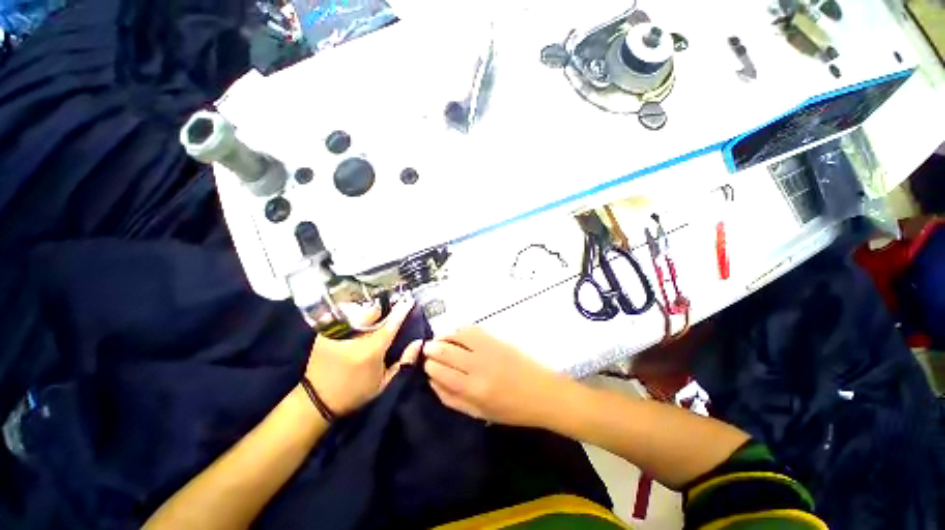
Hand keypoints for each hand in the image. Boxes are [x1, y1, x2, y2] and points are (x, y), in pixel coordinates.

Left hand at [305, 298, 421, 415]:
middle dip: (384, 307)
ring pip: (358, 312)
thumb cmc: (355, 393)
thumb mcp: (384, 383)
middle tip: (390, 305)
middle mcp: (354, 338)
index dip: (401, 311)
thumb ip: (404, 362)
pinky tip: (358, 316)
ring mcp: (336, 333)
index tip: (409, 300)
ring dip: (369, 310)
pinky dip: (353, 314)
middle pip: (373, 312)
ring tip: (375, 310)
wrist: (316, 401)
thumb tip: (418, 342)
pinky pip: (343, 316)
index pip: (391, 324)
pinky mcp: (322, 333)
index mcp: (371, 350)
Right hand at [423, 327, 572, 427]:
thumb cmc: (511, 410)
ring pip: (457, 336)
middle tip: (427, 350)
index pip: (440, 372)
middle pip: (445, 351)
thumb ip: (452, 398)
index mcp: (473, 390)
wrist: (543, 392)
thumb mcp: (479, 413)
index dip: (429, 366)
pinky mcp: (497, 339)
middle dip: (431, 349)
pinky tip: (457, 335)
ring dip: (444, 336)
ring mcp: (488, 348)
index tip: (425, 365)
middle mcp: (478, 366)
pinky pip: (472, 329)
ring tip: (439, 340)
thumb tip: (432, 381)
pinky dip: (460, 330)